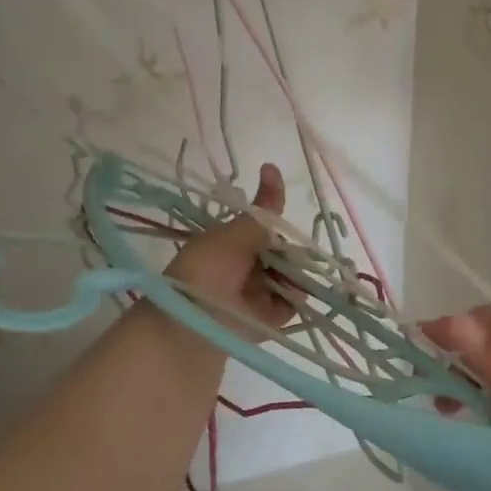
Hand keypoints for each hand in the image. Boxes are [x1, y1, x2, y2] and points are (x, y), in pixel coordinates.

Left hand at [164, 163, 293, 339]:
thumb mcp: (234, 234)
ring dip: (295, 272)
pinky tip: (295, 289)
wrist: (193, 324)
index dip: (277, 224)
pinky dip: (297, 295)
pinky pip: (292, 302)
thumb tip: (272, 166)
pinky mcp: (270, 319)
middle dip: (291, 250)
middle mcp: (246, 268)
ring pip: (290, 275)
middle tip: (290, 253)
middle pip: (281, 252)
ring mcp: (258, 294)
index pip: (264, 228)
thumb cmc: (206, 271)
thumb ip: (263, 209)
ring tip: (290, 273)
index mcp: (231, 245)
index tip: (286, 221)